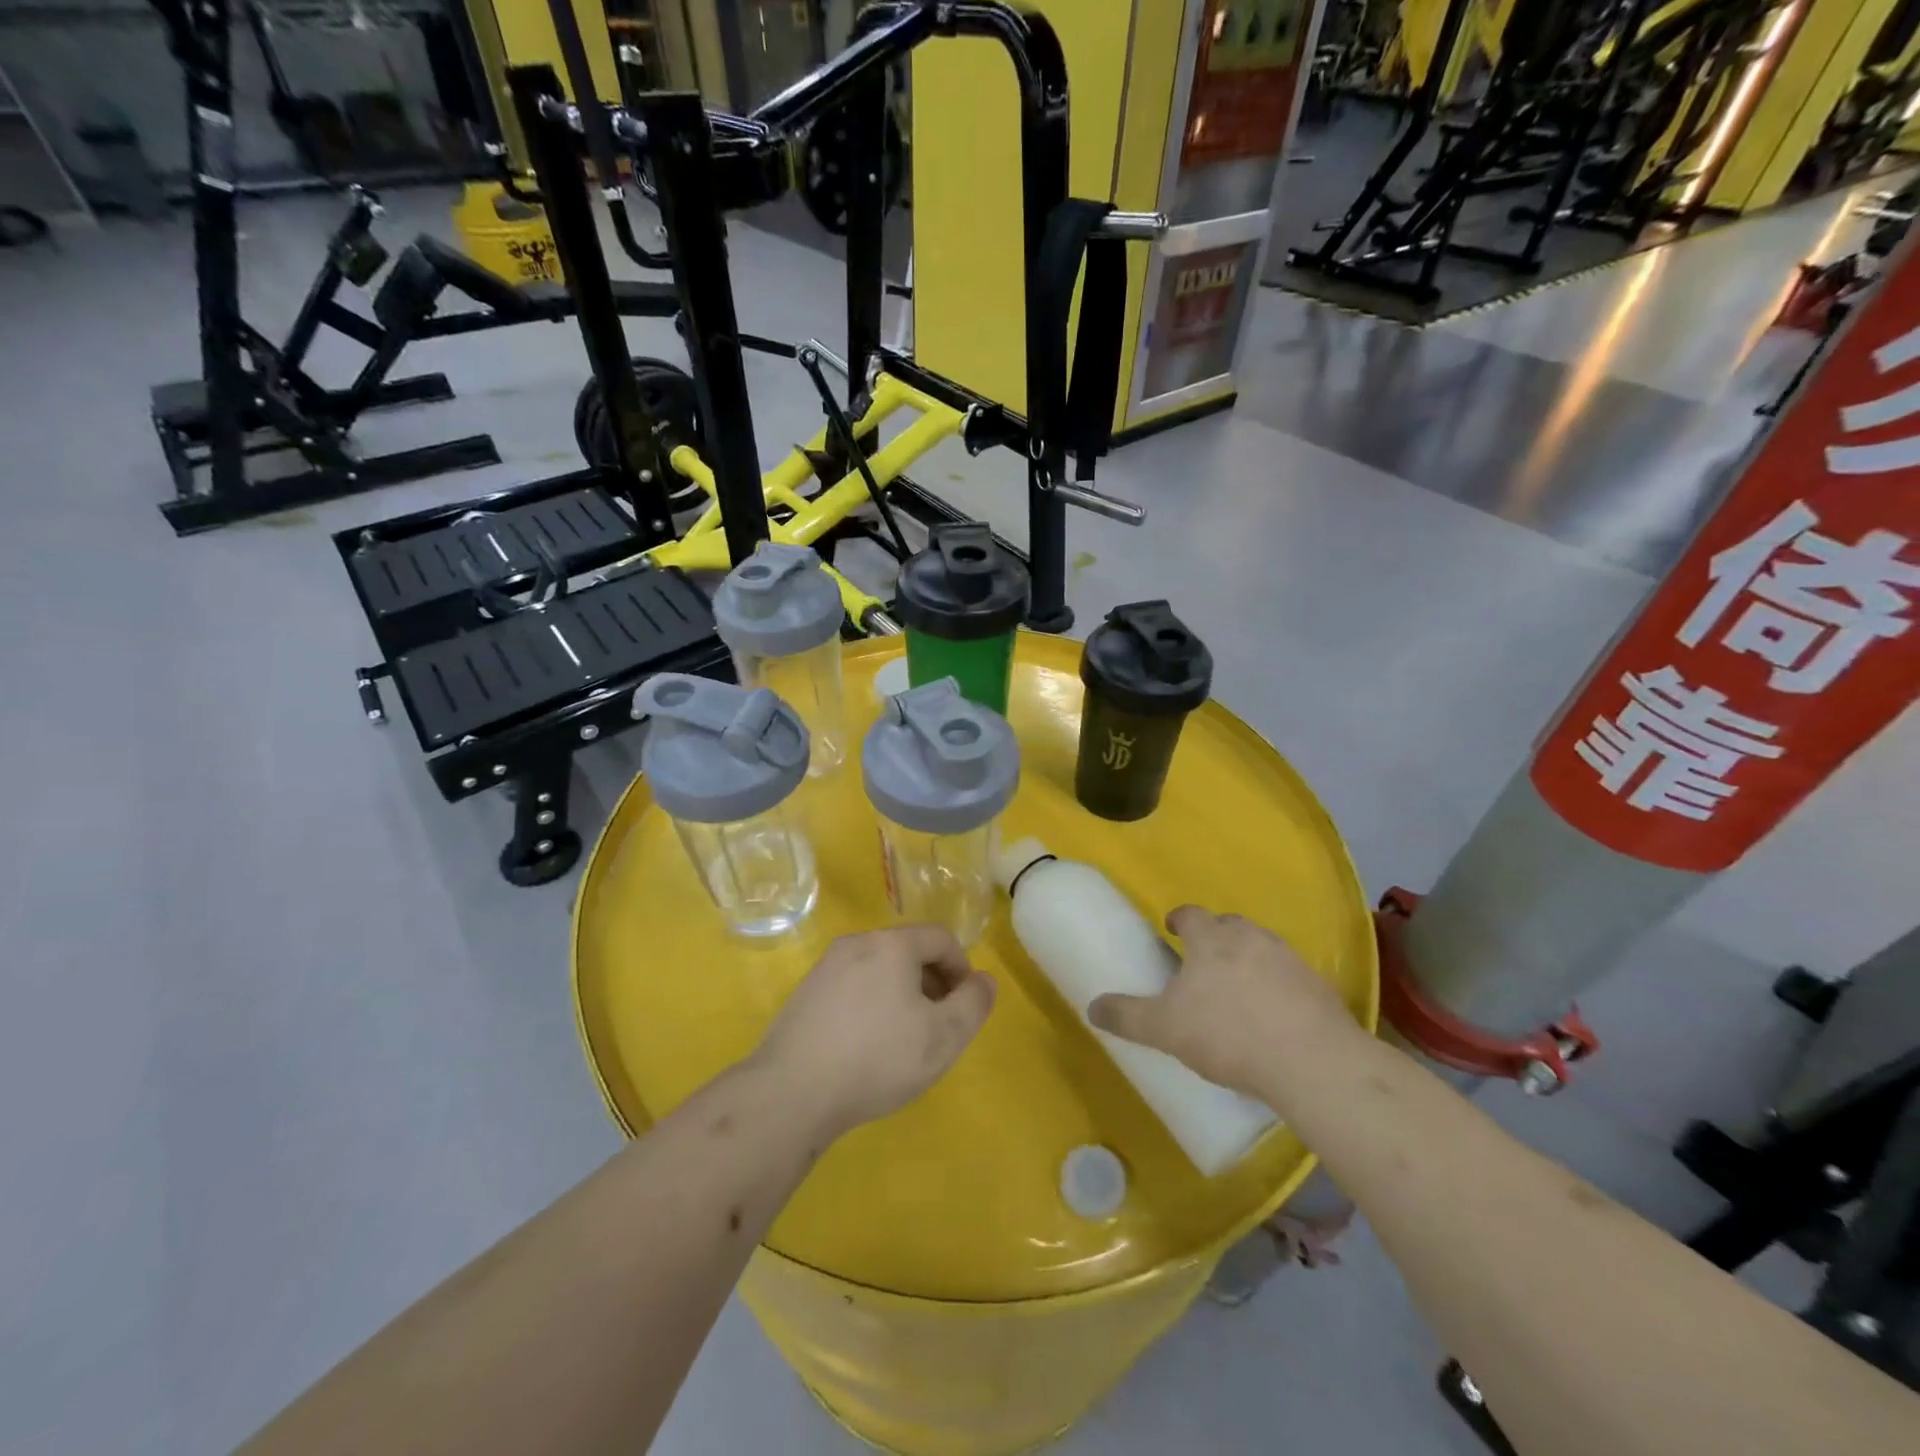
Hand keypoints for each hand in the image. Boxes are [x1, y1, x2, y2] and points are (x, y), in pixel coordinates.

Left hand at [756, 926, 996, 1138]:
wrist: (792, 1092)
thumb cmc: (877, 1058)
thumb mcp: (943, 1037)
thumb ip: (973, 1004)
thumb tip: (984, 980)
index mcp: (892, 944)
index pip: (940, 937)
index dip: (962, 968)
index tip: (964, 1006)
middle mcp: (857, 943)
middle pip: (908, 950)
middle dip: (932, 981)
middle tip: (938, 1024)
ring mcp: (825, 967)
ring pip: (878, 969)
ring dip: (901, 994)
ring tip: (904, 1038)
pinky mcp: (804, 994)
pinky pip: (852, 987)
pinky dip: (871, 1004)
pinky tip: (867, 1046)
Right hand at [1087, 906, 1357, 1100]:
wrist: (1311, 1062)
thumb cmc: (1228, 1034)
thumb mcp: (1164, 1028)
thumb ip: (1126, 1016)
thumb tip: (1093, 1007)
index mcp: (1212, 939)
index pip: (1191, 914)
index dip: (1179, 919)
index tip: (1172, 930)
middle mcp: (1252, 938)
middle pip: (1229, 925)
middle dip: (1215, 938)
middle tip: (1202, 963)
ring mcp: (1290, 960)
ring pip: (1262, 948)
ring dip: (1248, 961)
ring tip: (1238, 991)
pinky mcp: (1319, 987)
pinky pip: (1290, 978)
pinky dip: (1278, 988)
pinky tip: (1273, 1017)